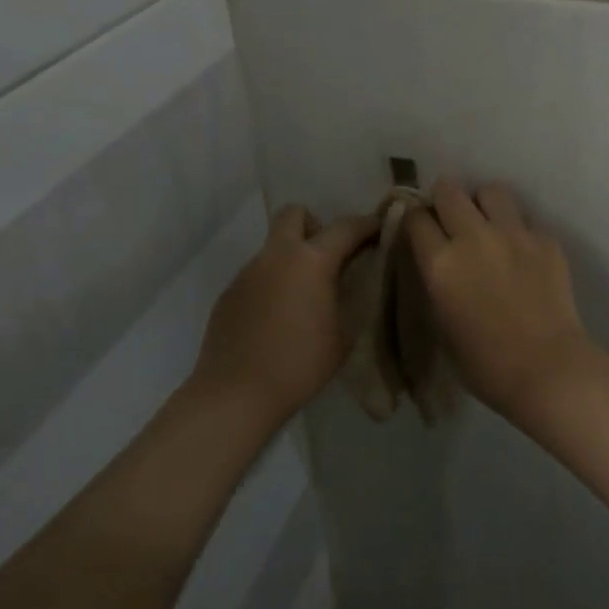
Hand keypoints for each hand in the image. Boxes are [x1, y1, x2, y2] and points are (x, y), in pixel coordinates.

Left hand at [192, 205, 376, 423]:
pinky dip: (272, 284)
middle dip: (315, 225)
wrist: (235, 394)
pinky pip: (257, 274)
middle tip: (327, 257)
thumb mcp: (343, 334)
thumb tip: (349, 282)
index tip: (379, 229)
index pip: (345, 227)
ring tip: (302, 297)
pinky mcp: (229, 292)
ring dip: (291, 259)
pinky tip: (276, 318)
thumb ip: (349, 298)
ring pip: (274, 247)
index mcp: (311, 261)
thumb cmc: (299, 365)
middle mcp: (277, 256)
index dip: (367, 225)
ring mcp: (248, 272)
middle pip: (294, 214)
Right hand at [405, 180, 600, 418]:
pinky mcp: (545, 239)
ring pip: (490, 190)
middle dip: (444, 200)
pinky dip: (518, 230)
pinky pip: (525, 219)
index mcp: (441, 263)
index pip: (415, 217)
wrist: (548, 370)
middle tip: (450, 220)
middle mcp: (473, 237)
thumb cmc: (485, 364)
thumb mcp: (441, 324)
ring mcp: (513, 233)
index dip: (415, 220)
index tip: (420, 230)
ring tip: (488, 224)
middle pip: (448, 190)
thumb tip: (436, 262)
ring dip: (483, 204)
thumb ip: (435, 283)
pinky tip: (522, 253)